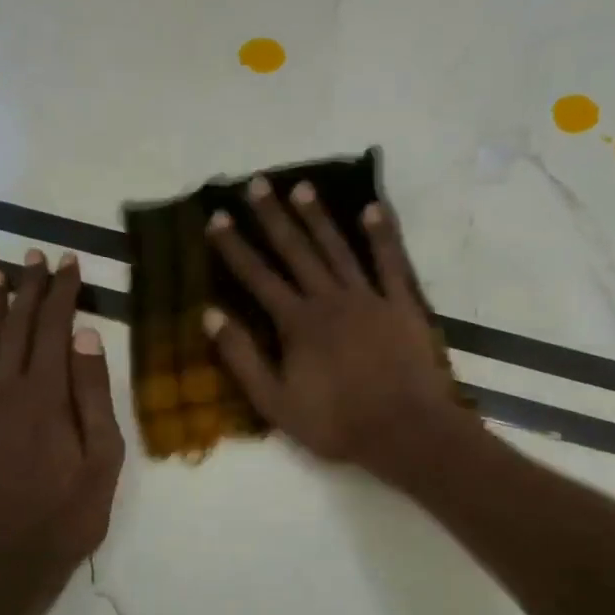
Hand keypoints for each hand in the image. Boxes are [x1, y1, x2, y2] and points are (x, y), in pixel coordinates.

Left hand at [0, 251, 124, 612]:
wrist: (9, 564)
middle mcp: (5, 393)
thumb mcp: (103, 459)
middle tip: (34, 255)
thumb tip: (85, 335)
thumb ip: (94, 394)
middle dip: (28, 288)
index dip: (62, 293)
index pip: (53, 330)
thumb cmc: (70, 515)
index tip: (69, 263)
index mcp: (45, 398)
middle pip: (16, 328)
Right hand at [204, 176, 466, 479]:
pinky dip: (382, 235)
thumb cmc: (336, 423)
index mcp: (297, 323)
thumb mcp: (275, 403)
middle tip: (257, 183)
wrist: (404, 430)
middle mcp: (329, 299)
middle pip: (296, 251)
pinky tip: (373, 208)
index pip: (258, 277)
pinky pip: (391, 262)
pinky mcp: (402, 304)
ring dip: (319, 217)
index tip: (218, 217)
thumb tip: (210, 315)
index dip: (235, 247)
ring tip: (303, 188)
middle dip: (274, 217)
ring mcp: (369, 298)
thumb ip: (242, 358)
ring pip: (338, 249)